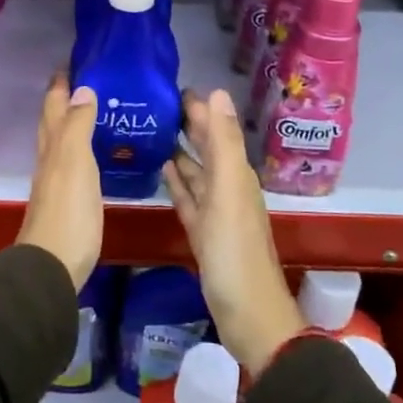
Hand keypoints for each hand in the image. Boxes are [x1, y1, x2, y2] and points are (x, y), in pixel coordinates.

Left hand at [15, 73, 102, 288]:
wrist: (53, 264)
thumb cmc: (68, 210)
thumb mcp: (75, 162)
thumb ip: (78, 126)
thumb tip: (82, 88)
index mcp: (53, 145)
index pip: (54, 105)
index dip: (61, 82)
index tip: (75, 60)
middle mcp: (51, 158)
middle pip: (53, 120)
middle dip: (64, 97)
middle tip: (86, 78)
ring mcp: (57, 181)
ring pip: (61, 141)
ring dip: (73, 121)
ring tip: (96, 107)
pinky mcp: (68, 200)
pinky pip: (74, 162)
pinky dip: (82, 148)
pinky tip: (95, 153)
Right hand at [164, 89, 303, 375]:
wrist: (248, 315)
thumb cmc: (235, 251)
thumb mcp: (229, 191)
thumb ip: (223, 142)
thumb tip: (217, 92)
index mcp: (235, 175)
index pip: (215, 130)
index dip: (198, 108)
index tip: (172, 86)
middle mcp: (228, 188)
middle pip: (206, 148)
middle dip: (188, 125)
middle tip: (156, 104)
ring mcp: (215, 213)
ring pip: (196, 172)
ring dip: (180, 151)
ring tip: (154, 131)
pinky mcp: (203, 234)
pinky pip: (188, 198)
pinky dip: (178, 182)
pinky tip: (163, 170)